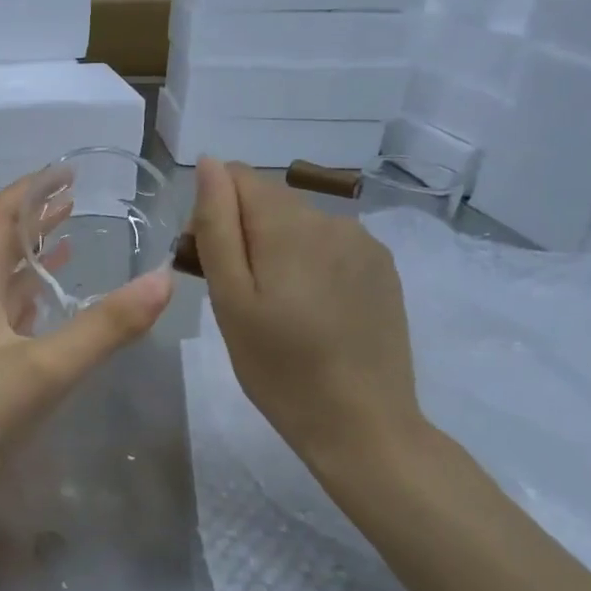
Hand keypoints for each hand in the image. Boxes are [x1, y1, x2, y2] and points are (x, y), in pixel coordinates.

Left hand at [0, 174, 173, 494]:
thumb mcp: (48, 368)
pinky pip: (11, 313)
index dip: (30, 189)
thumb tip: (163, 280)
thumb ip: (106, 326)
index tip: (66, 171)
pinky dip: (35, 294)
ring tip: (70, 234)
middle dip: (35, 215)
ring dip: (35, 252)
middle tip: (74, 196)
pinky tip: (52, 300)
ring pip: (6, 278)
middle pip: (0, 243)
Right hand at [188, 157, 425, 488]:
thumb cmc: (279, 369)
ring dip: (275, 248)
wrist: (364, 425)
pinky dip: (309, 263)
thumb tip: (209, 164)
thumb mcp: (231, 300)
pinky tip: (311, 311)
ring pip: (299, 223)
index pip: (237, 177)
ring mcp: (364, 243)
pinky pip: (330, 245)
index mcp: (289, 224)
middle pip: (268, 200)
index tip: (207, 264)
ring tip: (274, 308)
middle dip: (242, 231)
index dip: (211, 212)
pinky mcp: (382, 269)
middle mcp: (331, 219)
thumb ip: (217, 226)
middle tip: (236, 295)